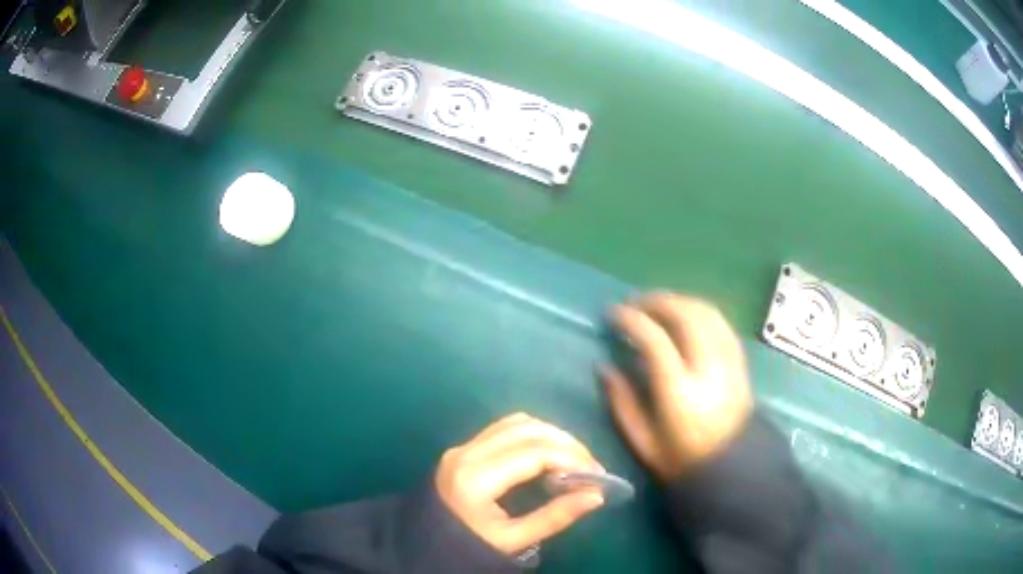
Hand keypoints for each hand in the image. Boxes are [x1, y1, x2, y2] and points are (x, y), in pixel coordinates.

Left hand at [435, 413, 605, 555]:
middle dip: (566, 443)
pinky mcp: (463, 447)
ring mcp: (462, 446)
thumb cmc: (469, 546)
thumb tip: (596, 495)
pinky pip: (504, 428)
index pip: (534, 453)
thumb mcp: (512, 540)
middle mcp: (466, 453)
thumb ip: (554, 517)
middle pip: (527, 430)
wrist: (425, 544)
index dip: (572, 458)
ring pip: (516, 423)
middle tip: (590, 466)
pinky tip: (548, 453)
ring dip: (550, 434)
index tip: (596, 475)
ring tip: (574, 459)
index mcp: (475, 479)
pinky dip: (532, 434)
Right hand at [602, 293, 752, 480]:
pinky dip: (700, 311)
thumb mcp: (642, 441)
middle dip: (657, 301)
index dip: (632, 320)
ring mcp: (728, 362)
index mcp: (680, 393)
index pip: (655, 340)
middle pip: (685, 316)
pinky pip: (721, 322)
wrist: (731, 468)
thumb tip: (604, 366)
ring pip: (706, 313)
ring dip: (679, 301)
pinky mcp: (739, 361)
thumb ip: (621, 402)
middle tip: (635, 304)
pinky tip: (685, 316)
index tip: (613, 314)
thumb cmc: (681, 460)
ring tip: (657, 306)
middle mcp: (708, 370)